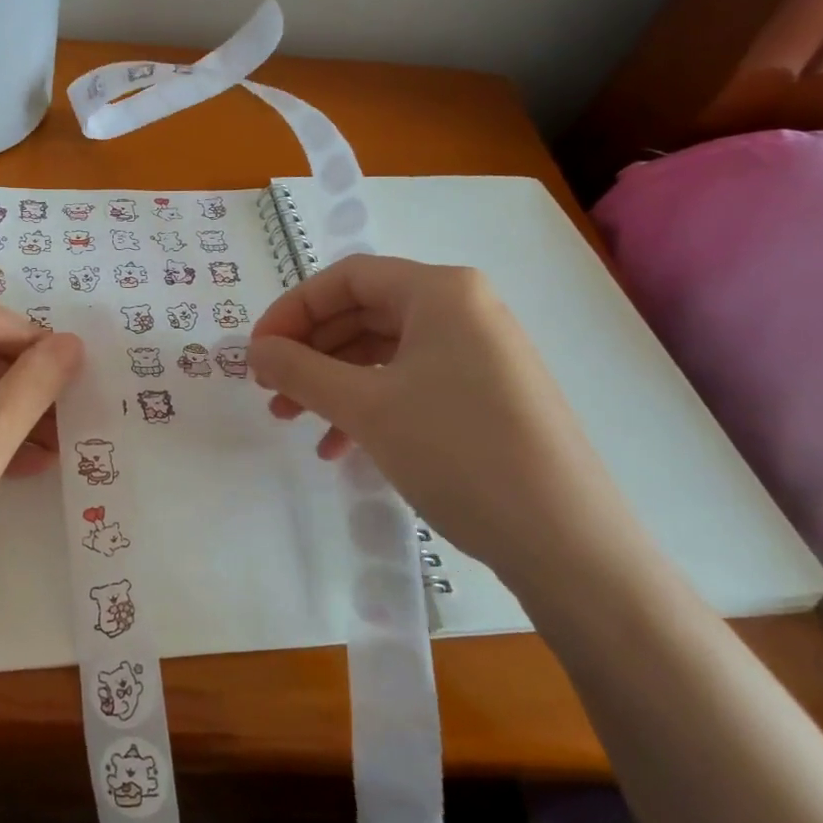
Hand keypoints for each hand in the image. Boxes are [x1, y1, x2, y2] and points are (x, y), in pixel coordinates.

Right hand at [247, 255, 632, 592]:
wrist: (568, 544)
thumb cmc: (458, 453)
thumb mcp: (365, 407)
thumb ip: (299, 370)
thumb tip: (254, 350)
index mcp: (441, 291)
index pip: (346, 278)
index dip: (292, 310)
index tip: (256, 352)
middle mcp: (463, 310)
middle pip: (362, 312)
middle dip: (309, 351)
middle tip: (269, 390)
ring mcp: (478, 353)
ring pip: (382, 352)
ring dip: (331, 383)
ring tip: (294, 421)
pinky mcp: (485, 395)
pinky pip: (409, 382)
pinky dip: (368, 405)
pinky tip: (340, 446)